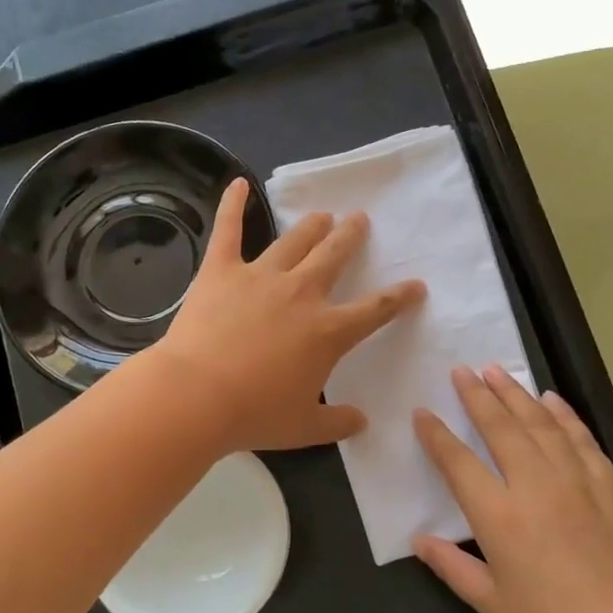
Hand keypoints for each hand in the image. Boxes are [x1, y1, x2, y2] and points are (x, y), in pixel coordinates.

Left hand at [148, 178, 425, 452]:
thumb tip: (361, 422)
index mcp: (328, 331)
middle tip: (358, 220)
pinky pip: (228, 230)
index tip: (415, 285)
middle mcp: (301, 293)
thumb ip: (337, 423)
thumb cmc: (254, 414)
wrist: (196, 396)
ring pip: (294, 240)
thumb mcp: (304, 429)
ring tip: (322, 215)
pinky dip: (233, 205)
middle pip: (334, 256)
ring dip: (312, 226)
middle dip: (351, 237)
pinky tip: (239, 183)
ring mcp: (260, 276)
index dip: (399, 297)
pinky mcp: (221, 271)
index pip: (375, 309)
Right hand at [412, 366, 612, 612]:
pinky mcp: (612, 488)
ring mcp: (579, 483)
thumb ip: (452, 566)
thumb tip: (418, 539)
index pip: (458, 463)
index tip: (422, 412)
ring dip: (517, 395)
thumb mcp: (492, 605)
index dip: (436, 435)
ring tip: (497, 371)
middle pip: (501, 428)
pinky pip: (583, 440)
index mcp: (500, 518)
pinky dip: (564, 415)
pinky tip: (551, 400)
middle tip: (462, 370)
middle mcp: (537, 487)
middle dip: (478, 396)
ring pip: (542, 425)